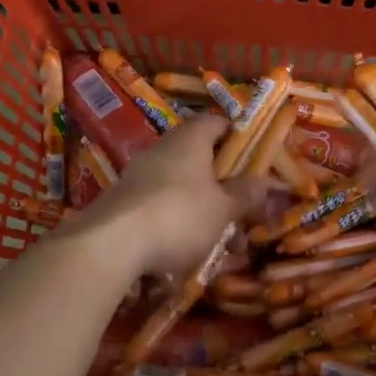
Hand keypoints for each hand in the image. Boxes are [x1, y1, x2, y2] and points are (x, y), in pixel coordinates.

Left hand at [70, 116, 266, 278]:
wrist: (110, 244)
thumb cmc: (179, 215)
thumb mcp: (223, 209)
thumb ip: (245, 195)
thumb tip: (265, 183)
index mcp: (190, 139)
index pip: (217, 122)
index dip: (238, 136)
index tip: (255, 157)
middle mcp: (162, 149)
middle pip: (200, 157)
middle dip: (224, 184)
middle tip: (244, 209)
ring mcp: (139, 175)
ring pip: (182, 186)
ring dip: (204, 210)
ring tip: (224, 244)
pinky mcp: (123, 202)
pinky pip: (160, 207)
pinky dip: (178, 224)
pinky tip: (189, 253)